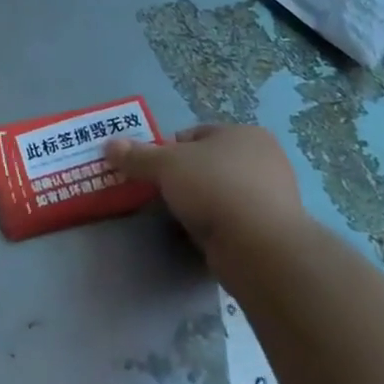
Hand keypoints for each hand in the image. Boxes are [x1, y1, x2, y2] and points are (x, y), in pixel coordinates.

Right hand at [104, 123, 307, 285]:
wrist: (261, 249)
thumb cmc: (214, 188)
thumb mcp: (165, 165)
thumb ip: (137, 155)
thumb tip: (108, 145)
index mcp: (245, 134)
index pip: (197, 134)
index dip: (171, 150)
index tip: (155, 171)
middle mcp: (265, 160)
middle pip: (210, 163)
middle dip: (187, 177)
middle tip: (165, 194)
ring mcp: (275, 198)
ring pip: (223, 193)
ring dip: (203, 203)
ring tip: (182, 218)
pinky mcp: (275, 232)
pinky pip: (236, 221)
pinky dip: (219, 226)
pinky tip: (204, 237)